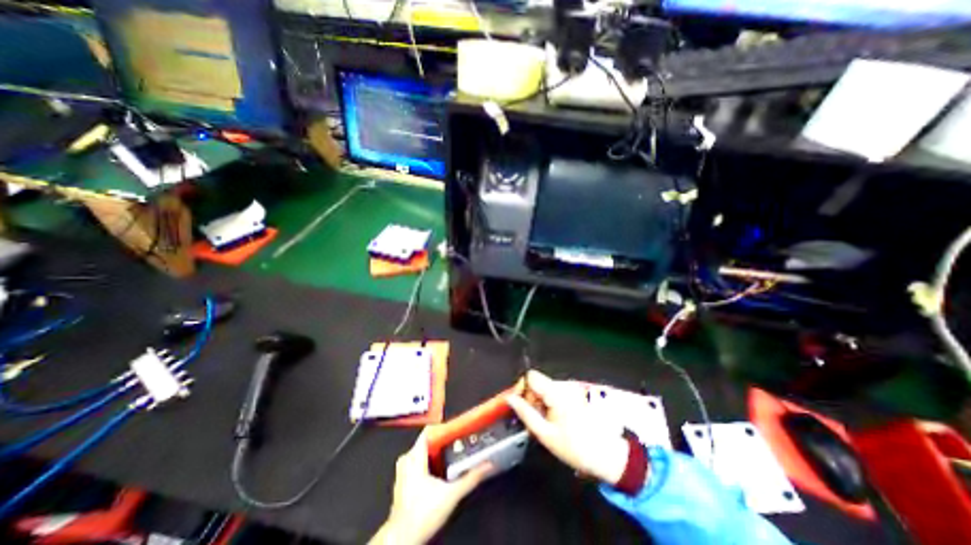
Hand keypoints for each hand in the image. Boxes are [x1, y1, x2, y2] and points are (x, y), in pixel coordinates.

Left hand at [371, 428, 495, 542]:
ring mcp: (402, 472)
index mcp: (414, 456)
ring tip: (450, 454)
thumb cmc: (423, 513)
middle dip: (441, 441)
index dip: (444, 428)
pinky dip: (427, 462)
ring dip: (435, 452)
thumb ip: (470, 478)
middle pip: (426, 441)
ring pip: (420, 453)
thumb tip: (487, 465)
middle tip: (457, 442)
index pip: (428, 431)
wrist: (402, 539)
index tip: (457, 429)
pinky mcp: (402, 482)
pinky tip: (439, 470)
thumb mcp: (452, 495)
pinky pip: (415, 463)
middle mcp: (406, 460)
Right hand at [504, 371, 634, 484]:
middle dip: (531, 398)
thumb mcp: (546, 434)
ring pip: (546, 388)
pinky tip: (556, 420)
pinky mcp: (577, 394)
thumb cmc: (575, 447)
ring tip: (546, 423)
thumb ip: (526, 414)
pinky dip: (551, 403)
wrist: (609, 454)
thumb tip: (510, 399)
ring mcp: (572, 389)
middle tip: (535, 420)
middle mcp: (564, 385)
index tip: (520, 405)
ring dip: (541, 402)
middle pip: (538, 382)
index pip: (531, 376)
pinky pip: (556, 393)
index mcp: (556, 392)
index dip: (522, 387)